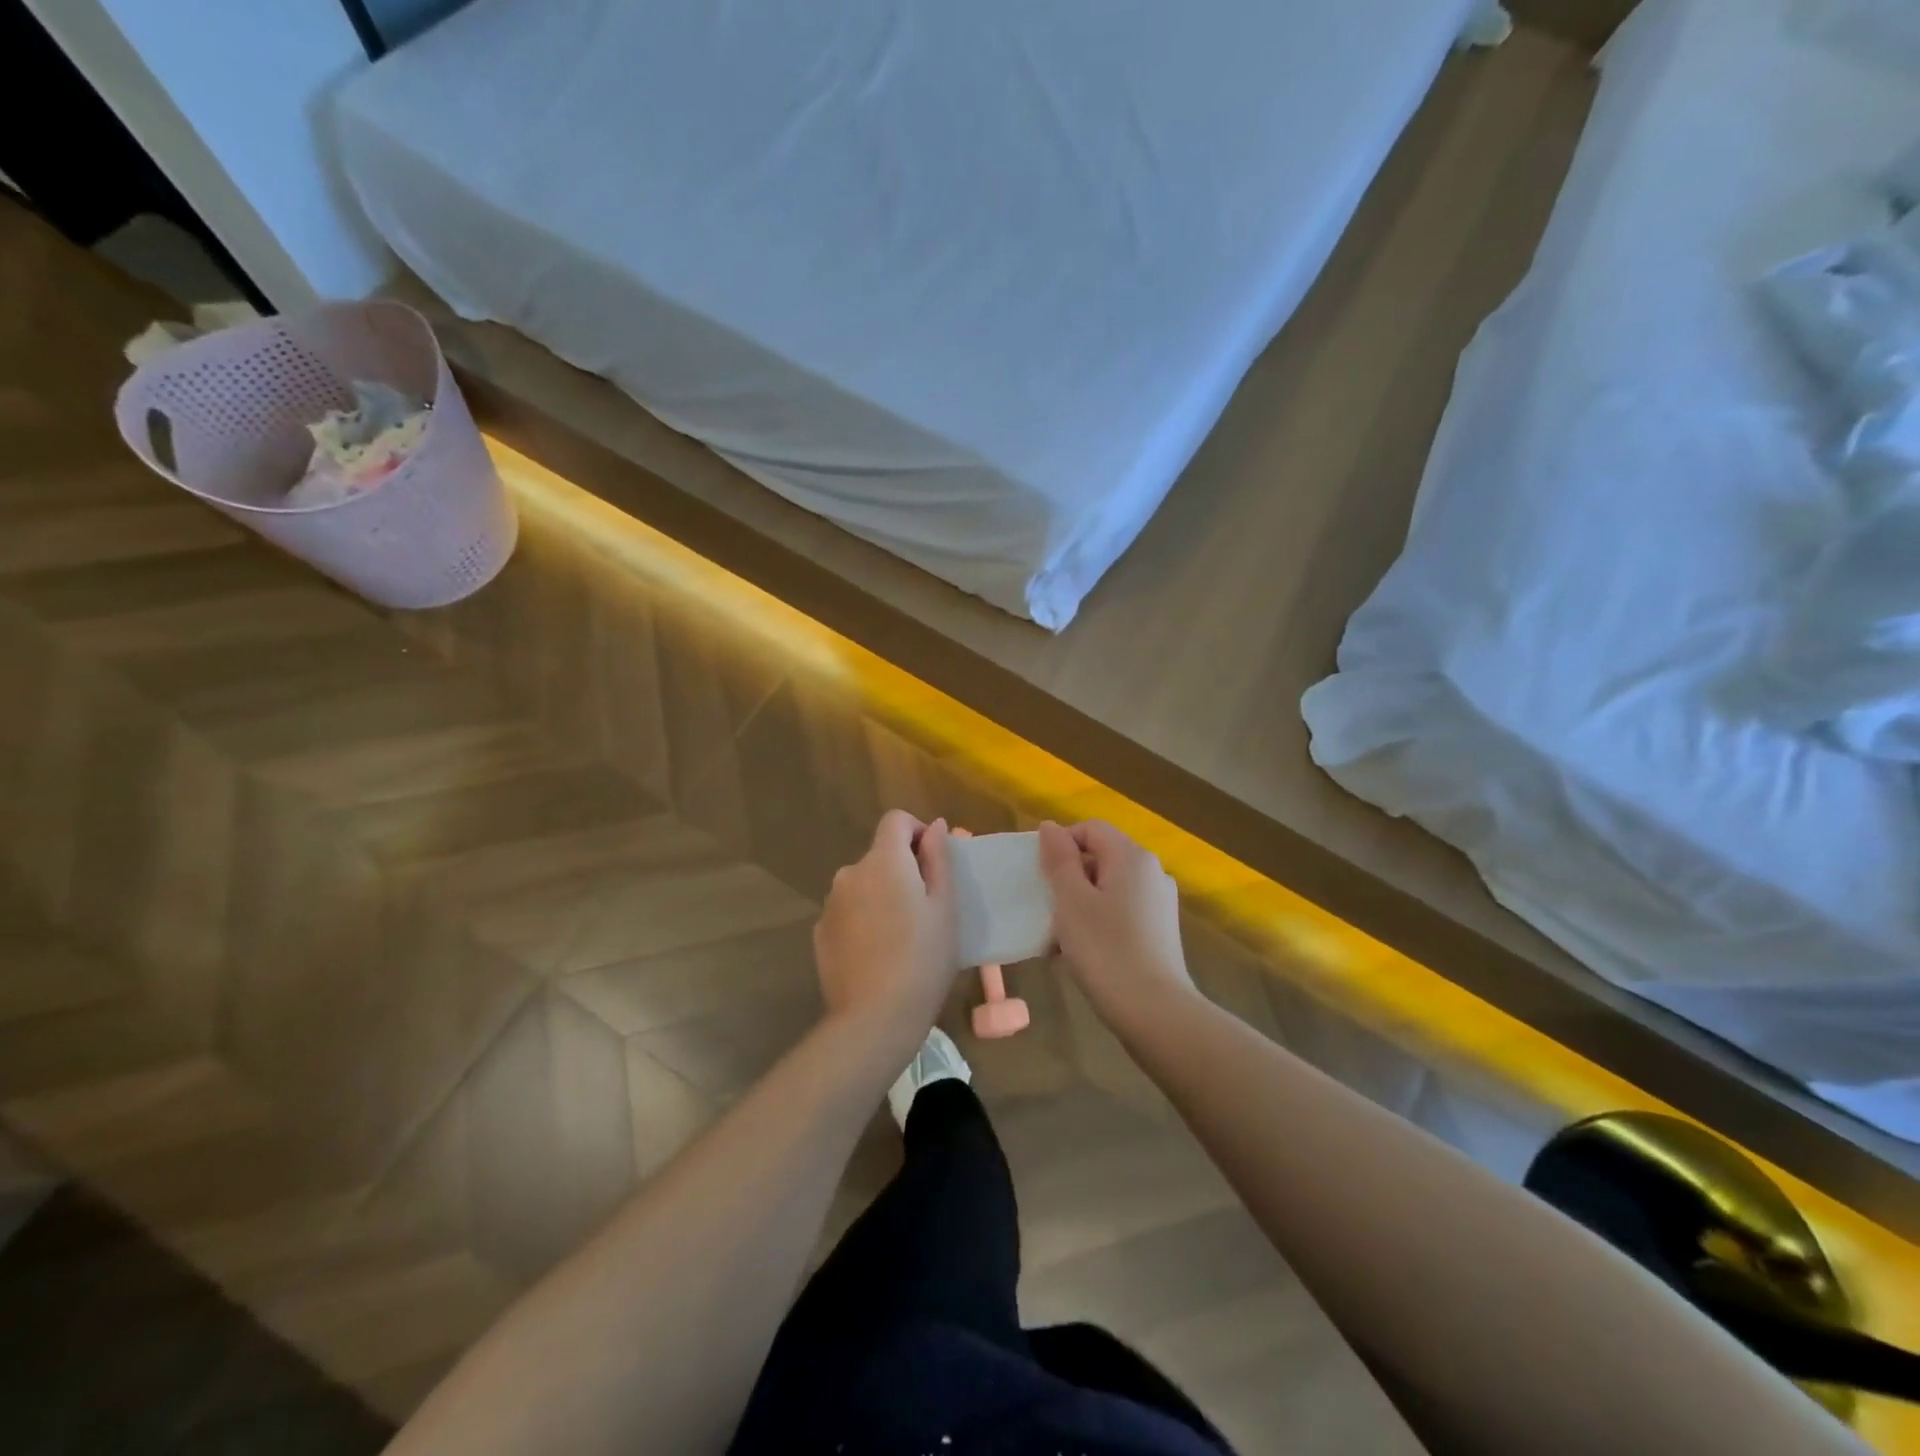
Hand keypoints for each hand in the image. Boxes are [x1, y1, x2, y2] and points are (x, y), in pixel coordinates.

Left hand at [814, 811, 959, 1045]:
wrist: (875, 1019)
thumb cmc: (923, 958)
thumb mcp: (945, 907)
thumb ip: (939, 859)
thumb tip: (935, 826)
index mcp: (883, 861)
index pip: (895, 820)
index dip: (917, 832)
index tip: (933, 863)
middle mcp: (850, 873)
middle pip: (879, 855)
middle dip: (902, 871)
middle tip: (926, 910)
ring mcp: (830, 904)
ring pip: (863, 885)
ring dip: (881, 896)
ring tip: (902, 937)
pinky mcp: (820, 932)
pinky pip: (848, 912)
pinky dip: (863, 920)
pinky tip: (877, 954)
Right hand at [1038, 820, 1194, 1028]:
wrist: (1155, 1013)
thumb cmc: (1105, 950)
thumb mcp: (1070, 901)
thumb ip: (1059, 859)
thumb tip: (1051, 827)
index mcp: (1132, 857)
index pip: (1090, 829)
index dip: (1060, 844)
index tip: (1040, 876)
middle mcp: (1152, 872)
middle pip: (1101, 857)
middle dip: (1068, 877)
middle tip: (1045, 908)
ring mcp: (1160, 903)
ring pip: (1109, 888)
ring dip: (1080, 903)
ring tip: (1058, 936)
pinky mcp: (1160, 932)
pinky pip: (1121, 912)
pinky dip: (1098, 922)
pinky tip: (1081, 953)